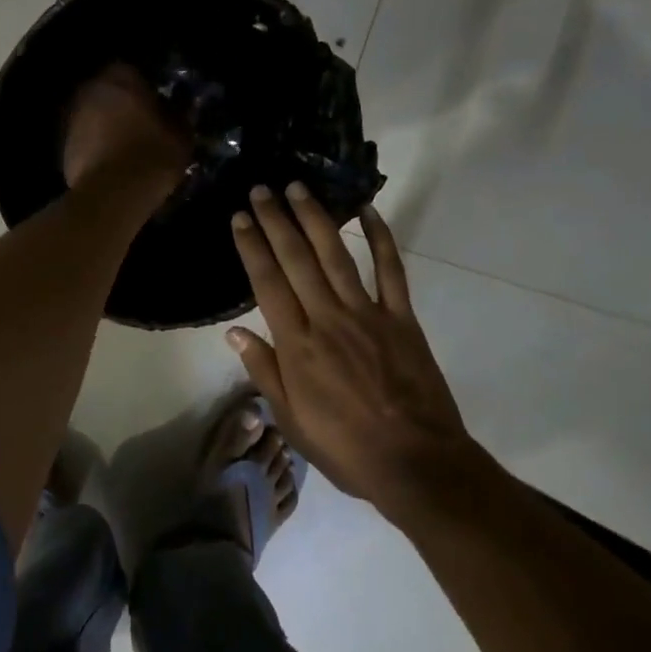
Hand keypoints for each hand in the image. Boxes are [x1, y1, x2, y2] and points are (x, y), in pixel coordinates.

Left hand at [63, 62, 191, 192]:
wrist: (115, 192)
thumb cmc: (153, 154)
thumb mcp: (182, 133)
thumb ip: (179, 114)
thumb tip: (179, 107)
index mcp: (121, 77)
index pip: (135, 72)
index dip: (147, 89)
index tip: (159, 107)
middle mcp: (91, 89)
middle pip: (110, 93)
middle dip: (124, 106)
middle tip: (143, 126)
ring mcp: (73, 117)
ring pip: (95, 116)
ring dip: (108, 127)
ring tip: (127, 148)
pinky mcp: (64, 146)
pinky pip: (86, 140)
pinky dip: (96, 148)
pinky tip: (113, 165)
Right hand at [226, 184, 483, 516]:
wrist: (415, 462)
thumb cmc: (346, 448)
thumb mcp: (292, 421)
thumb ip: (264, 372)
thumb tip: (235, 332)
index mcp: (297, 346)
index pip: (267, 284)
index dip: (252, 247)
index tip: (241, 217)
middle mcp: (328, 319)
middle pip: (297, 260)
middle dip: (277, 220)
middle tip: (263, 188)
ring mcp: (368, 314)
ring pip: (336, 255)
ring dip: (316, 218)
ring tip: (299, 188)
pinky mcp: (402, 318)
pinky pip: (391, 270)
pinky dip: (381, 239)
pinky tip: (368, 212)